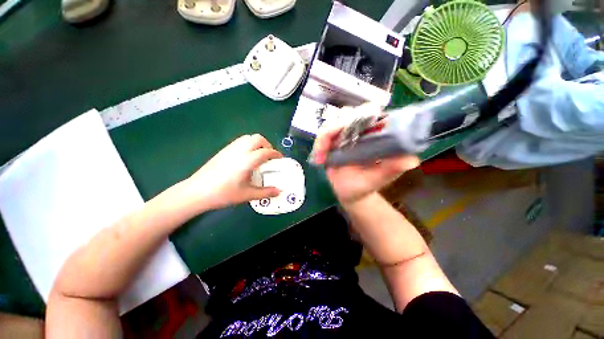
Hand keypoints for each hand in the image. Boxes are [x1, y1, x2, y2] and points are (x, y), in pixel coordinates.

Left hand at [184, 134, 282, 210]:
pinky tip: (246, 157)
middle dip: (267, 145)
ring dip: (257, 143)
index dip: (275, 154)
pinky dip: (248, 144)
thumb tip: (279, 191)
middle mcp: (239, 150)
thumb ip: (265, 192)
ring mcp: (230, 149)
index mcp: (247, 160)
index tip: (280, 158)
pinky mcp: (223, 150)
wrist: (197, 192)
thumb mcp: (247, 195)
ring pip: (248, 137)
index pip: (265, 152)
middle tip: (269, 156)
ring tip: (259, 155)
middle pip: (257, 138)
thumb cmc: (223, 194)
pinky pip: (240, 141)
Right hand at [312, 117, 419, 205]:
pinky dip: (318, 145)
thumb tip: (411, 160)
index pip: (369, 113)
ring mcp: (343, 136)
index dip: (361, 114)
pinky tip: (319, 159)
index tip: (352, 126)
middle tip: (333, 142)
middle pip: (347, 114)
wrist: (350, 193)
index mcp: (374, 135)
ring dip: (324, 136)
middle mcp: (358, 132)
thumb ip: (392, 169)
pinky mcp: (330, 143)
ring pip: (331, 122)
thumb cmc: (366, 185)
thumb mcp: (380, 178)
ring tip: (322, 156)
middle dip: (337, 125)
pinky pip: (322, 136)